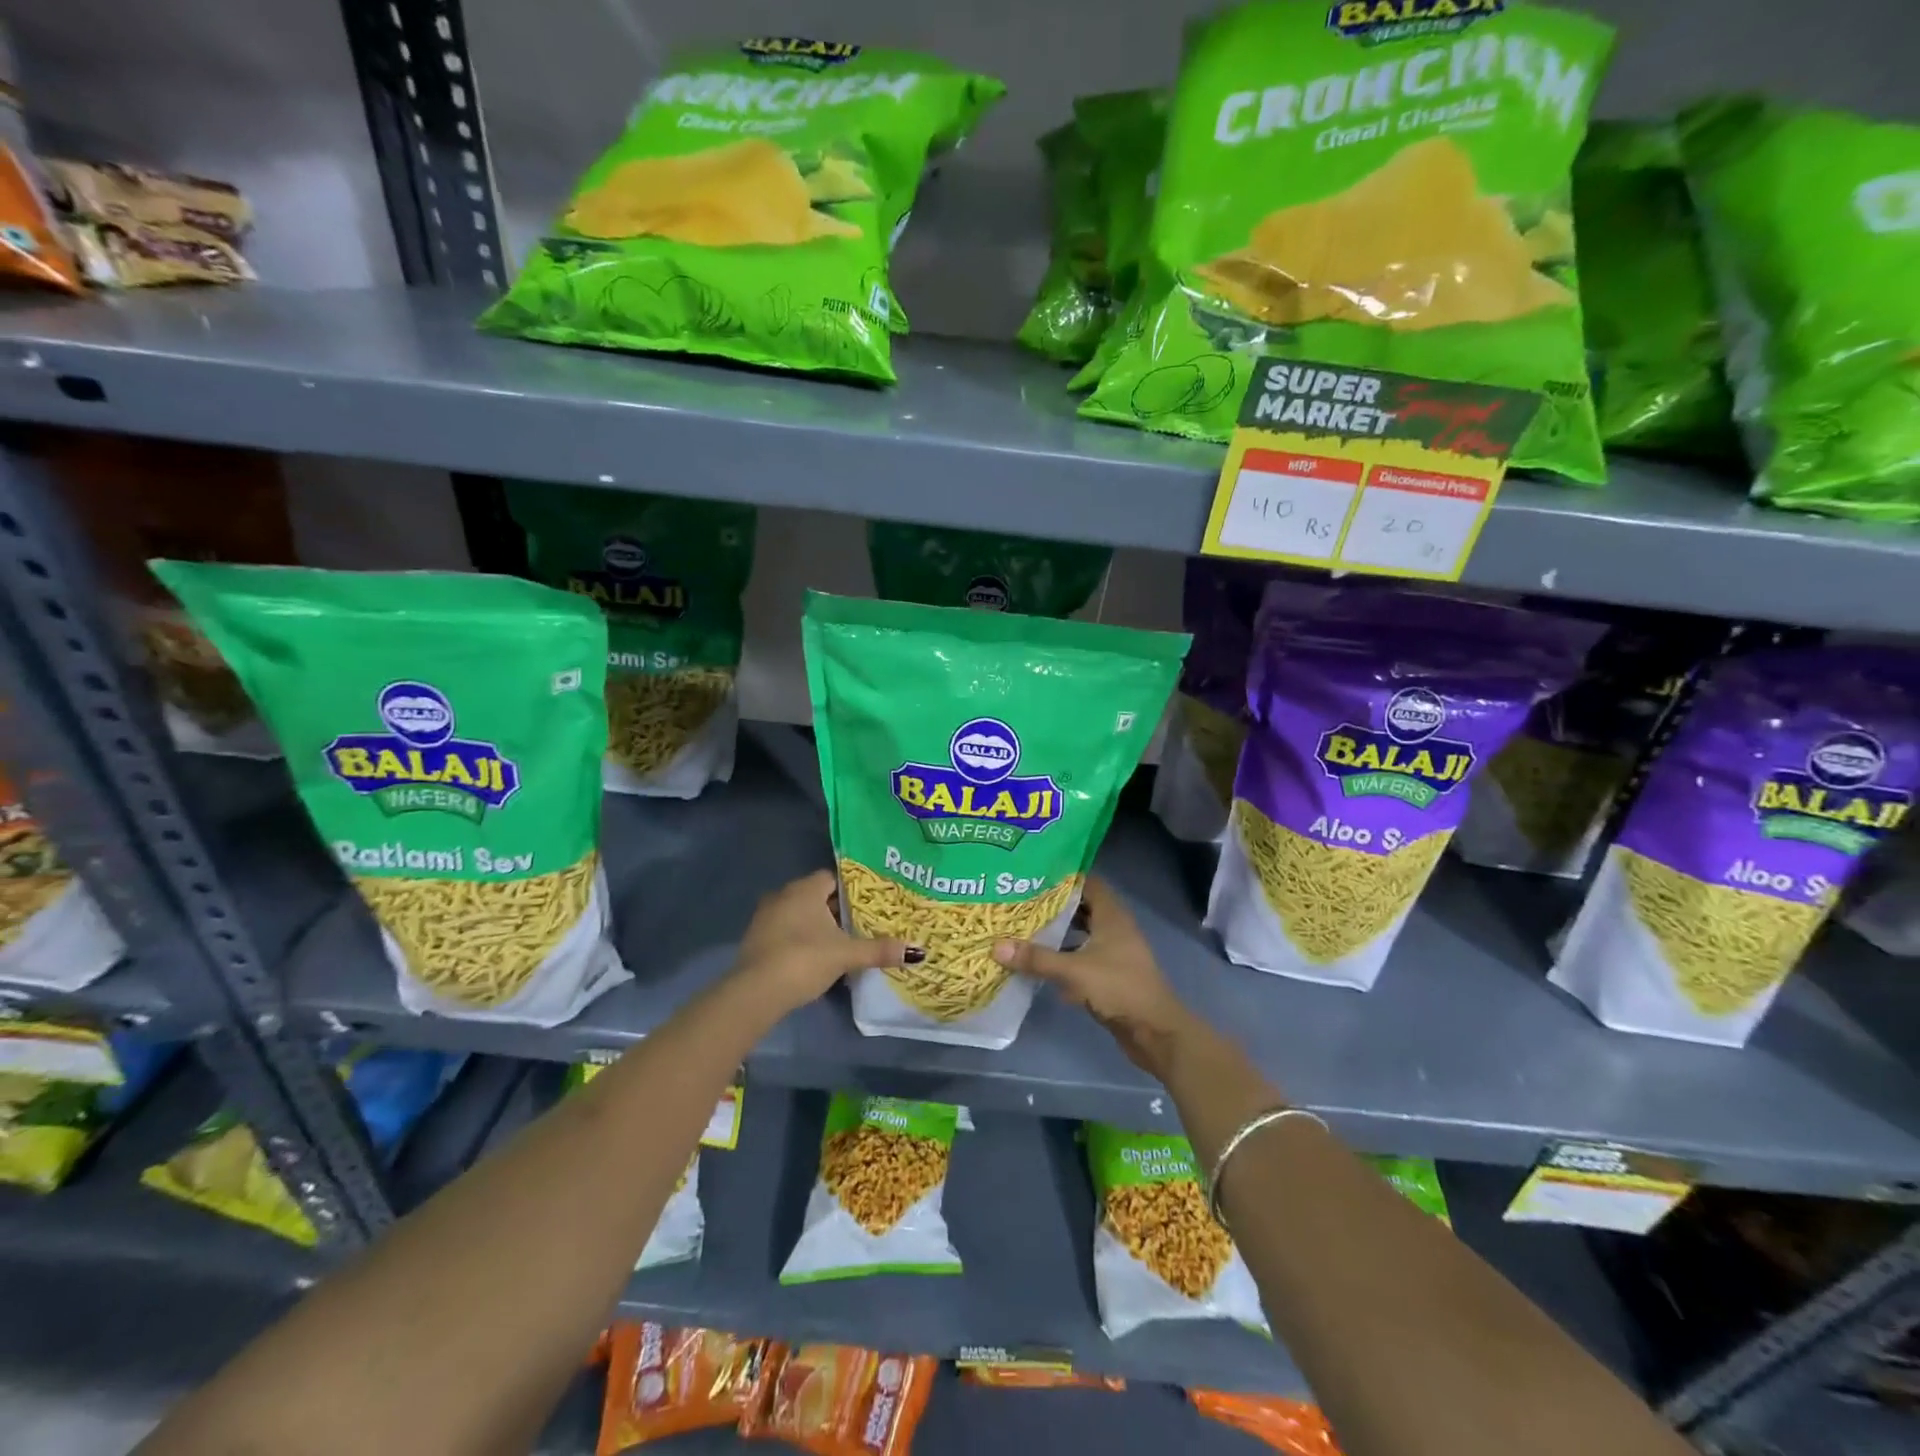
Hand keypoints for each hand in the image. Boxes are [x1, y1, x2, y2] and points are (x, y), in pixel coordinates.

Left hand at [734, 869, 917, 1015]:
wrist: (755, 992)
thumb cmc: (804, 959)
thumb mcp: (846, 955)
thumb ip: (879, 950)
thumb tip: (917, 951)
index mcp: (805, 889)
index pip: (833, 877)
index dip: (852, 889)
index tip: (870, 902)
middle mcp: (783, 895)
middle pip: (817, 895)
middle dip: (838, 909)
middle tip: (862, 923)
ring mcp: (766, 917)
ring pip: (800, 914)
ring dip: (818, 925)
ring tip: (843, 941)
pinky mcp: (756, 939)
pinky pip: (787, 930)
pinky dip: (802, 938)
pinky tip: (816, 956)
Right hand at [993, 876, 1201, 1077]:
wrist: (1155, 1032)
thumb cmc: (1120, 989)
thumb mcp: (1075, 971)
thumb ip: (1037, 958)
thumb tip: (996, 946)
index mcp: (1112, 916)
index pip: (1088, 883)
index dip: (1064, 877)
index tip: (1034, 874)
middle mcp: (1114, 928)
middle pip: (1082, 908)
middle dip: (1054, 905)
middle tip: (1021, 900)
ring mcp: (1113, 953)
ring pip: (1081, 933)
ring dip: (1058, 932)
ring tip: (1024, 926)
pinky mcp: (1109, 975)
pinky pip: (1082, 957)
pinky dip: (1063, 956)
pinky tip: (1039, 961)